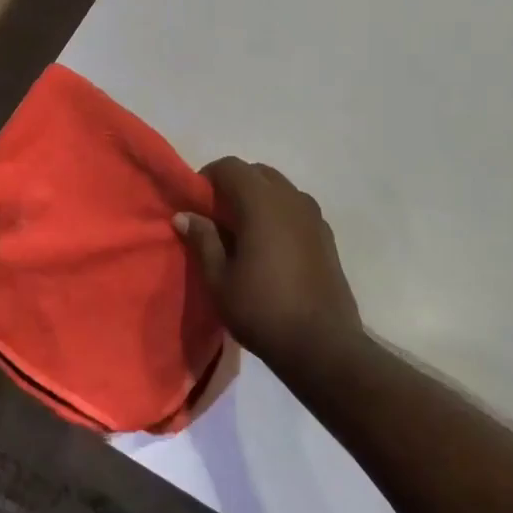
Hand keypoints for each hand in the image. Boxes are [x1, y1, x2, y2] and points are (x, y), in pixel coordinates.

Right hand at [175, 158, 362, 370]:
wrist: (322, 345)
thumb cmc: (262, 310)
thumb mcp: (219, 280)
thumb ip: (203, 240)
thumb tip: (184, 215)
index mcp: (262, 203)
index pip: (230, 167)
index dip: (208, 177)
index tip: (196, 203)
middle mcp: (291, 199)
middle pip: (258, 173)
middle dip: (234, 185)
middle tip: (217, 217)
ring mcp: (314, 216)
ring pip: (280, 189)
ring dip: (258, 199)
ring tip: (243, 233)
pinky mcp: (327, 236)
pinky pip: (297, 209)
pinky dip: (279, 214)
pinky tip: (270, 248)